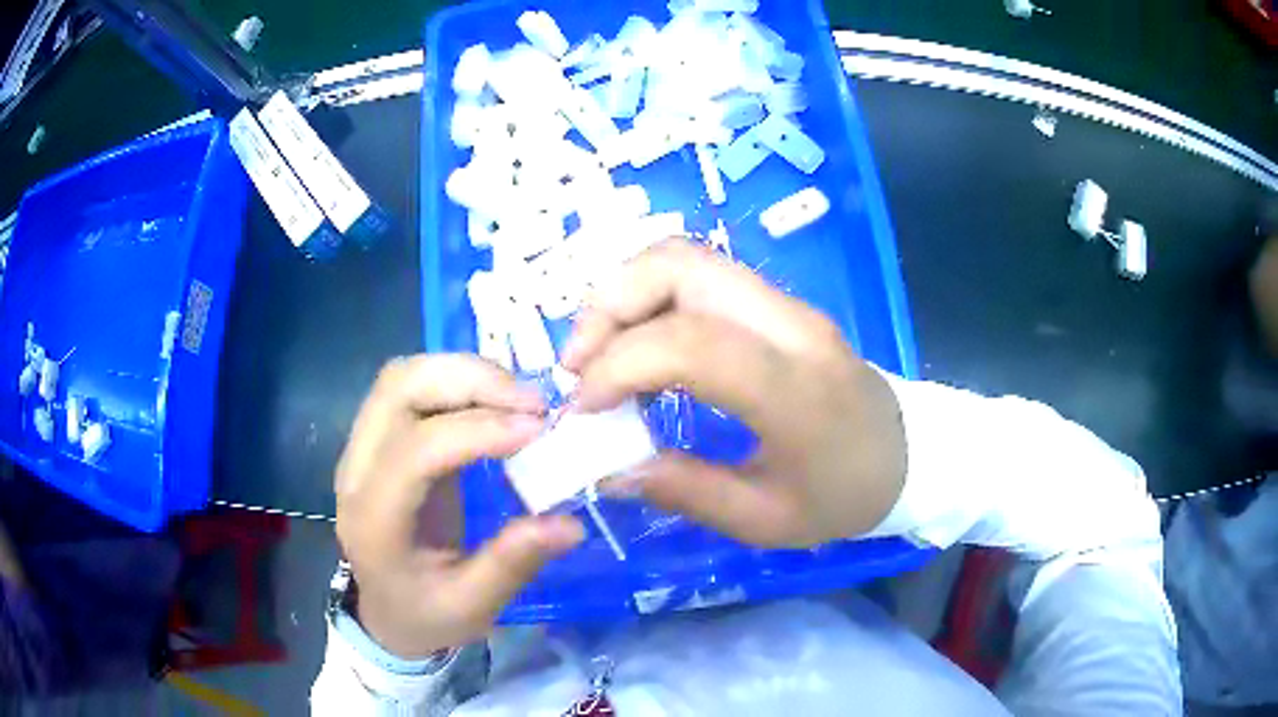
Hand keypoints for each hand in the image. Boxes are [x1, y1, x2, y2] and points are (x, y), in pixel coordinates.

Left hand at [335, 356, 583, 657]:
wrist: (386, 611)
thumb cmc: (425, 614)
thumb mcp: (471, 606)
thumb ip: (512, 564)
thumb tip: (570, 524)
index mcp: (374, 520)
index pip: (414, 451)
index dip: (476, 431)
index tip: (539, 430)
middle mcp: (357, 470)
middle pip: (398, 389)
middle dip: (470, 380)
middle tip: (534, 403)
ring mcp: (363, 448)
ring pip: (404, 377)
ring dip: (464, 373)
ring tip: (520, 398)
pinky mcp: (381, 439)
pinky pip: (414, 389)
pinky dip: (457, 382)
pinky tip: (497, 402)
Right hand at [563, 240, 906, 547]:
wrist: (907, 454)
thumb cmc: (844, 496)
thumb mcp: (766, 521)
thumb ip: (686, 491)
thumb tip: (609, 470)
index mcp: (795, 390)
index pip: (689, 342)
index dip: (619, 365)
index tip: (583, 409)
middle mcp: (789, 325)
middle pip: (679, 264)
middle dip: (608, 305)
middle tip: (578, 365)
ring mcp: (785, 305)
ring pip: (684, 258)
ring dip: (624, 296)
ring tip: (598, 358)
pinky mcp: (777, 304)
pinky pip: (699, 278)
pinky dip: (650, 302)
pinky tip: (639, 353)